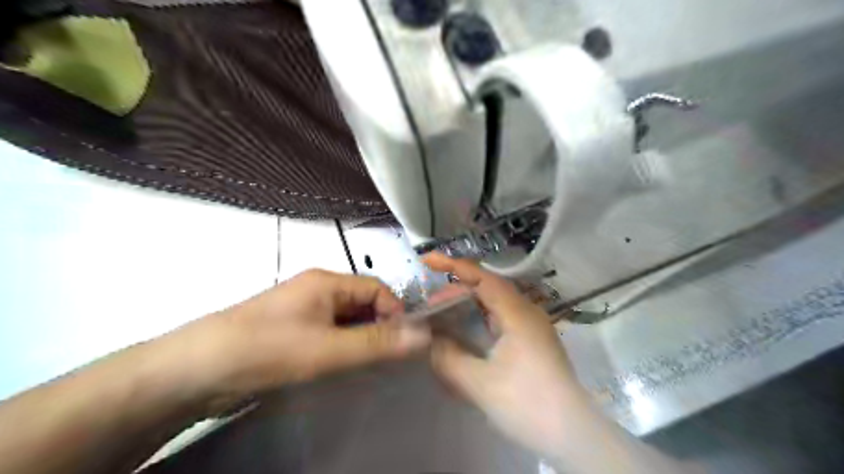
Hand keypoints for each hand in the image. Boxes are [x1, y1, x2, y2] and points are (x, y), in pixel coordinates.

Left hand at [175, 269, 429, 405]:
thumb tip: (423, 334)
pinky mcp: (292, 328)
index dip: (395, 311)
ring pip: (346, 319)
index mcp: (327, 281)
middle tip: (388, 357)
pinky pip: (329, 331)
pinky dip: (342, 345)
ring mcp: (303, 309)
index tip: (404, 342)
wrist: (198, 369)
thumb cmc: (269, 349)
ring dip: (360, 338)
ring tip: (368, 364)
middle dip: (378, 326)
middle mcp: (317, 289)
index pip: (377, 288)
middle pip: (362, 302)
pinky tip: (341, 365)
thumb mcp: (329, 349)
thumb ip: (377, 342)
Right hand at [426, 256, 588, 459]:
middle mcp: (527, 313)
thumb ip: (448, 358)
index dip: (454, 266)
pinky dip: (479, 318)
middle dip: (456, 291)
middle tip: (430, 304)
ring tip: (443, 312)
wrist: (573, 436)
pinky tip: (466, 331)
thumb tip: (429, 340)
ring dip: (468, 304)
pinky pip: (500, 319)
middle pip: (488, 288)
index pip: (483, 278)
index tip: (427, 260)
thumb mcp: (479, 384)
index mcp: (518, 314)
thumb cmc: (528, 405)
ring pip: (494, 304)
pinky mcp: (532, 341)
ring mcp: (532, 327)